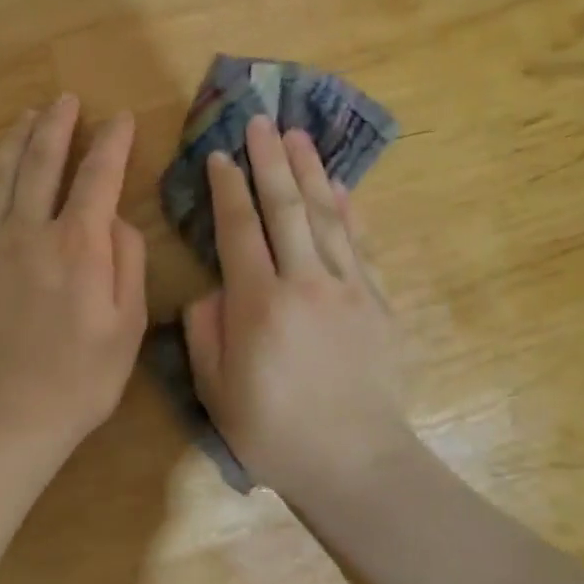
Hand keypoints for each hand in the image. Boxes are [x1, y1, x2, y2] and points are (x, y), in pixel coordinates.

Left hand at [0, 95, 147, 461]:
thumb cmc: (77, 381)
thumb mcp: (127, 327)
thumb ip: (127, 263)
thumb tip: (116, 220)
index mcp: (78, 244)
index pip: (98, 176)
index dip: (111, 143)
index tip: (120, 118)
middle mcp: (30, 232)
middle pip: (42, 162)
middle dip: (57, 125)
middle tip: (65, 100)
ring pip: (1, 176)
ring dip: (16, 141)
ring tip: (27, 116)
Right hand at [181, 116, 413, 501]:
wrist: (355, 462)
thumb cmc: (274, 431)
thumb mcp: (215, 390)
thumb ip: (206, 331)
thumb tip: (213, 289)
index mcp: (259, 303)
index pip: (240, 229)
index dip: (227, 188)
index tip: (219, 155)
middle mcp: (305, 282)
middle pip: (285, 207)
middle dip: (269, 160)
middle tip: (260, 121)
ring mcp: (348, 288)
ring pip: (326, 215)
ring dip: (309, 171)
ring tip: (297, 135)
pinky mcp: (377, 301)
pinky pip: (359, 243)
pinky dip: (349, 210)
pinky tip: (339, 185)